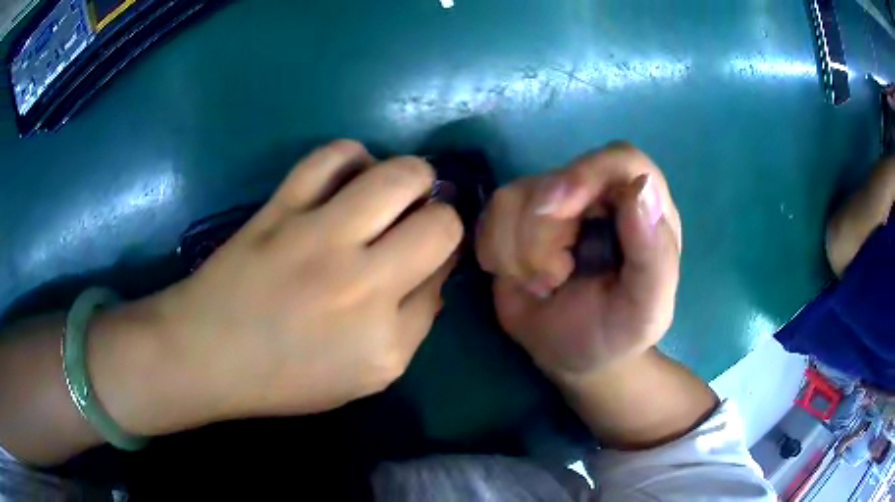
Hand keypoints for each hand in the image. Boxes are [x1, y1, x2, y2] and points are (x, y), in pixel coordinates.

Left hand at [146, 140, 461, 421]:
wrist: (207, 353)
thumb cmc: (284, 377)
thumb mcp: (365, 377)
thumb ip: (411, 327)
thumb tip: (434, 273)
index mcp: (386, 340)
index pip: (444, 276)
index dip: (443, 259)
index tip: (427, 258)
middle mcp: (363, 284)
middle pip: (440, 223)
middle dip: (443, 216)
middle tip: (421, 221)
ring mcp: (319, 237)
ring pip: (400, 177)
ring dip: (413, 178)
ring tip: (398, 190)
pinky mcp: (282, 207)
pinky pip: (334, 156)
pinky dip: (354, 158)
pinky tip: (352, 175)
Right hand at [477, 143, 681, 377]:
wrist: (573, 354)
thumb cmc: (616, 331)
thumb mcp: (646, 309)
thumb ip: (655, 255)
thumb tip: (640, 187)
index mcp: (643, 207)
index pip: (619, 160)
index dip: (586, 174)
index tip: (557, 211)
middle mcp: (599, 193)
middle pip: (556, 180)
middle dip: (543, 235)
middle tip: (553, 279)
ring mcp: (555, 201)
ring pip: (514, 197)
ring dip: (519, 253)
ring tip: (543, 285)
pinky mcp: (517, 215)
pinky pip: (491, 215)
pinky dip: (496, 253)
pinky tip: (518, 277)